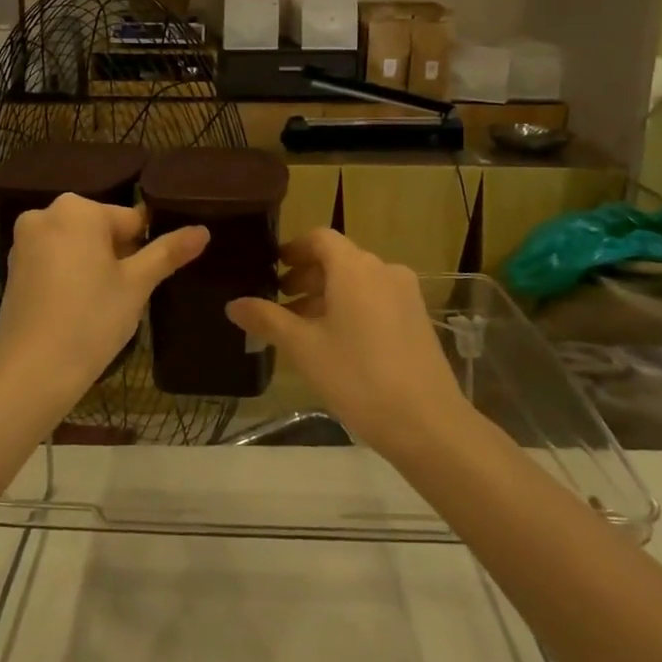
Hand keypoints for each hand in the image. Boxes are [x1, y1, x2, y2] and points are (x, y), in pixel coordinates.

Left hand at [0, 194, 207, 412]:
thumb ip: (168, 252)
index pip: (130, 219)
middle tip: (126, 294)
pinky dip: (69, 276)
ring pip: (76, 245)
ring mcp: (23, 241)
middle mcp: (45, 214)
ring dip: (94, 265)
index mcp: (77, 209)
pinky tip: (77, 308)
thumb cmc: (91, 319)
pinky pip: (53, 261)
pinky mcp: (13, 268)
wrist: (32, 371)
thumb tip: (202, 231)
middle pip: (100, 229)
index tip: (148, 278)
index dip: (145, 248)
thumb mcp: (137, 285)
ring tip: (103, 304)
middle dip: (118, 255)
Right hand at [225, 229, 467, 454]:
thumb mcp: (303, 348)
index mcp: (355, 268)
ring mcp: (405, 294)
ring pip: (357, 281)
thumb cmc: (358, 377)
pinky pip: (376, 299)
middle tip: (280, 302)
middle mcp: (383, 270)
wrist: (427, 422)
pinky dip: (351, 307)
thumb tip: (234, 304)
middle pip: (338, 259)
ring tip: (302, 327)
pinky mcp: (417, 318)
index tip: (272, 269)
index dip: (293, 249)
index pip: (319, 238)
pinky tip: (336, 342)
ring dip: (327, 295)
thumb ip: (267, 319)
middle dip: (306, 276)